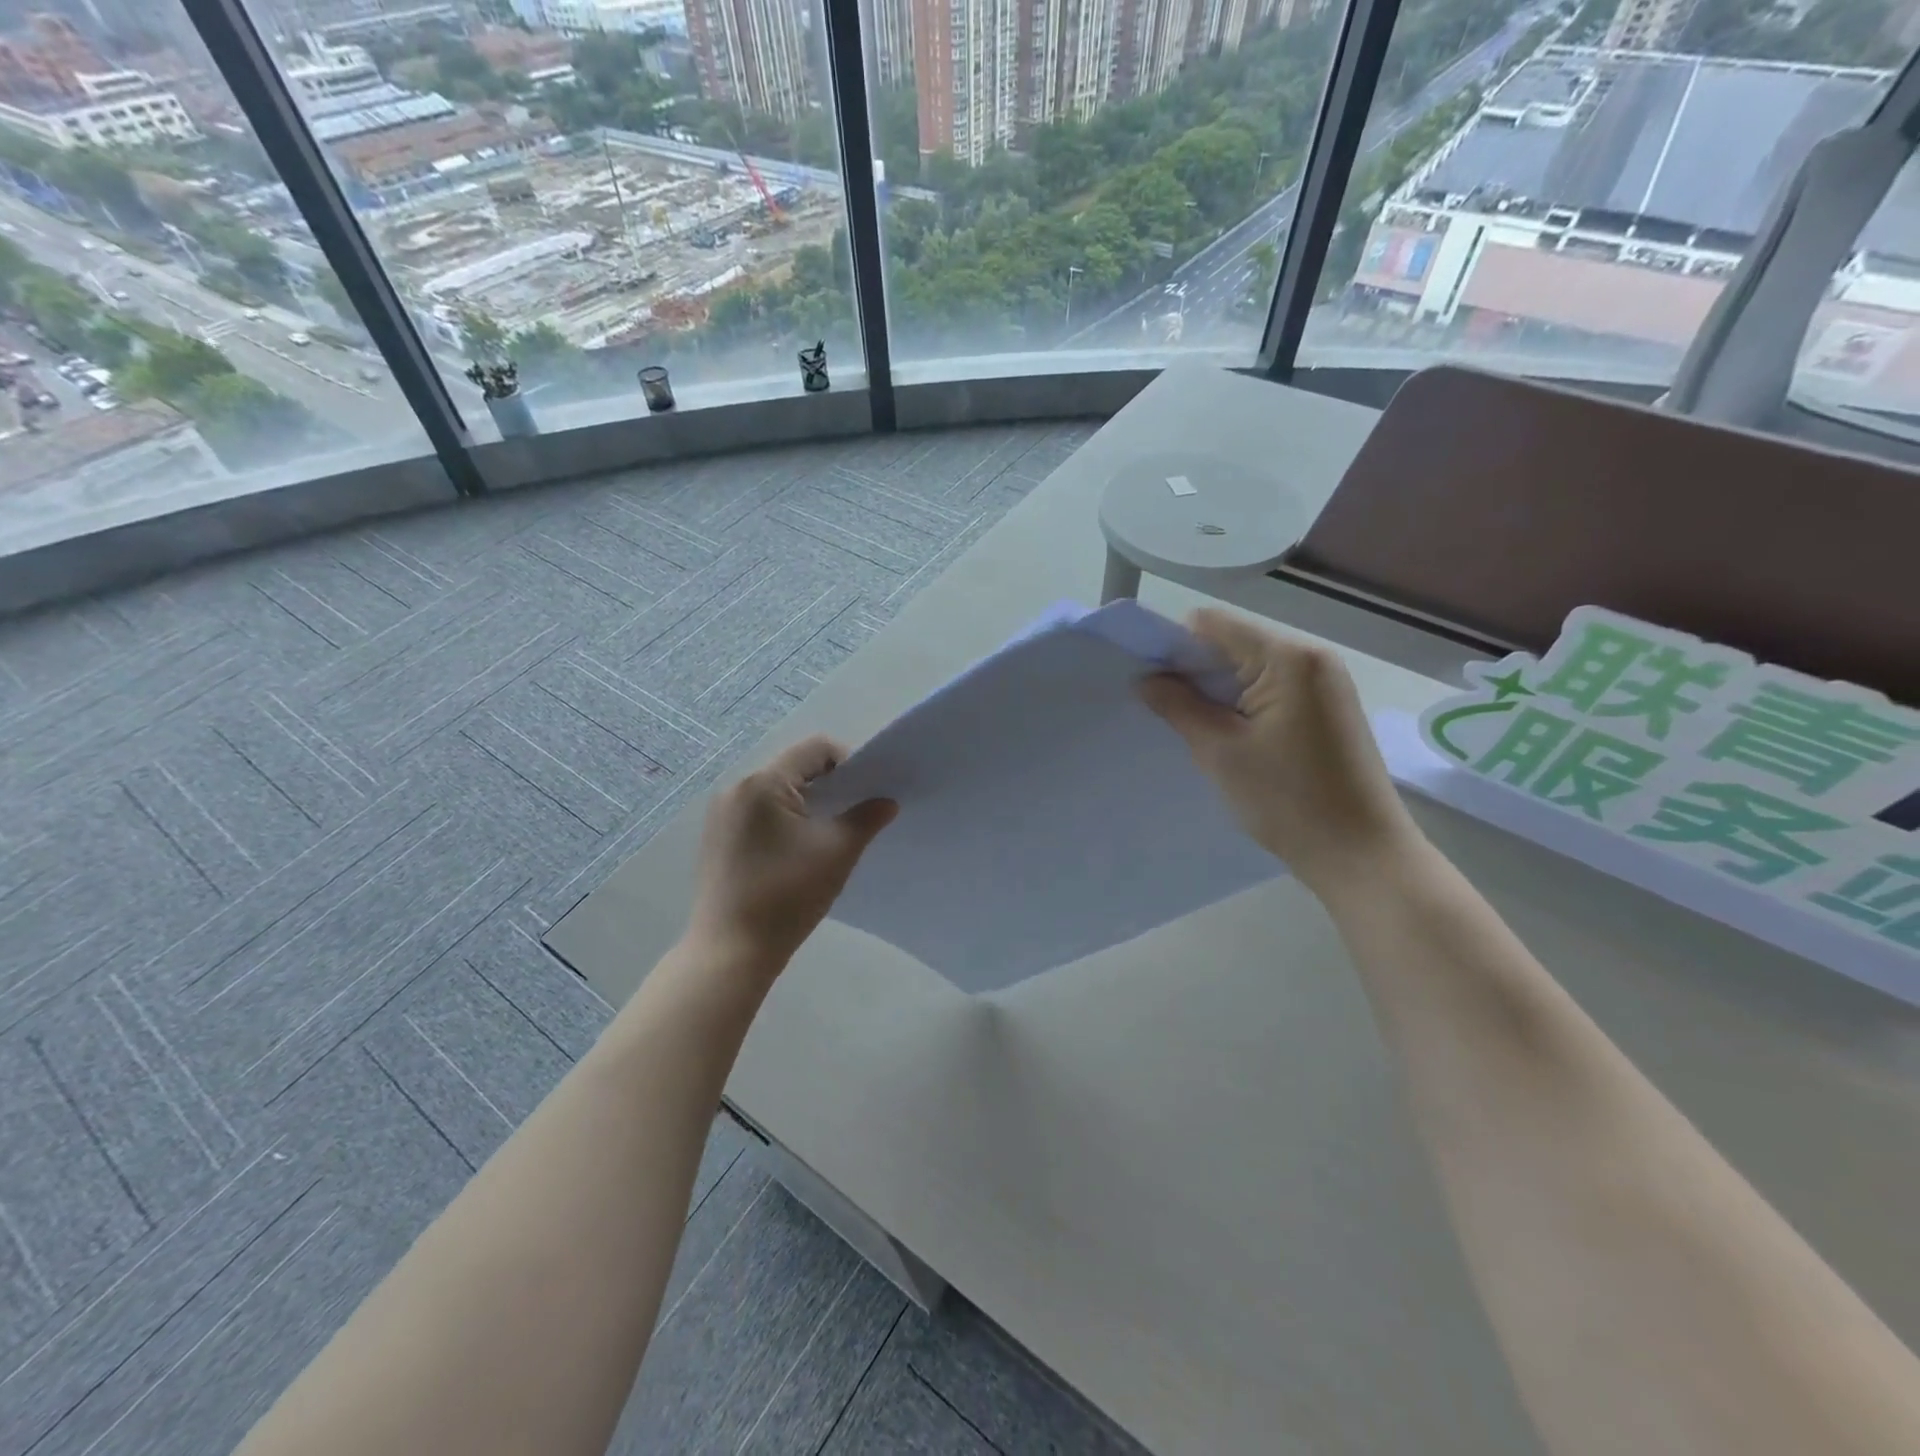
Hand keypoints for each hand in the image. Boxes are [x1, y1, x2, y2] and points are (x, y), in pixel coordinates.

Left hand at [686, 736, 897, 978]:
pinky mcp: (718, 838)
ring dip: (808, 804)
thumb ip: (866, 818)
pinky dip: (785, 821)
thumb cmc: (787, 895)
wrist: (731, 951)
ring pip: (777, 792)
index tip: (867, 795)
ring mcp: (722, 814)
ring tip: (828, 836)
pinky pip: (760, 813)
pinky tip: (798, 853)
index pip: (815, 750)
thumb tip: (886, 802)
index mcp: (762, 782)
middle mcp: (736, 788)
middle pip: (794, 768)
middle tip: (853, 815)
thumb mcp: (837, 852)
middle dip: (829, 786)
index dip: (849, 763)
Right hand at [1139, 609, 1418, 892]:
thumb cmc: (1288, 800)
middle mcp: (1311, 658)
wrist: (1362, 856)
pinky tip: (1231, 738)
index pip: (1211, 625)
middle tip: (1167, 713)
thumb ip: (1179, 706)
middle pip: (1232, 643)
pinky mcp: (1328, 709)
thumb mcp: (1221, 751)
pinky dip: (1242, 704)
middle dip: (1194, 671)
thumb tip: (1146, 679)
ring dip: (1217, 691)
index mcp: (1288, 657)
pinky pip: (1271, 689)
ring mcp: (1325, 683)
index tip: (1150, 684)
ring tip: (1198, 730)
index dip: (1173, 647)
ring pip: (1250, 668)